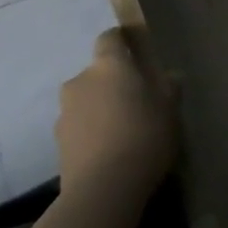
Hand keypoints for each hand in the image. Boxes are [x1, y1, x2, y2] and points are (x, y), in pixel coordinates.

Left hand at [55, 28, 178, 208]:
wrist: (103, 189)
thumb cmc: (144, 136)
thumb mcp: (170, 110)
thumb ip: (169, 88)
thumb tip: (169, 76)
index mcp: (108, 65)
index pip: (109, 38)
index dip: (120, 41)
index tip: (135, 51)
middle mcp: (80, 81)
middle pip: (96, 73)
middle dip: (112, 83)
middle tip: (135, 101)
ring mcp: (64, 112)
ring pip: (85, 101)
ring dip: (99, 109)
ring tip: (122, 132)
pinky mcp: (57, 143)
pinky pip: (79, 127)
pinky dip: (91, 133)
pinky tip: (109, 152)